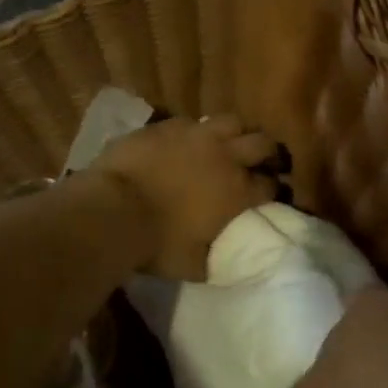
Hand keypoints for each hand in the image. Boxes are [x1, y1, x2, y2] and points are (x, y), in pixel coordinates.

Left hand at [91, 113, 278, 280]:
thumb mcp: (194, 266)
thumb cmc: (157, 244)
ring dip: (236, 133)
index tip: (270, 195)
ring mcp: (197, 136)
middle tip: (260, 162)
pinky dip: (196, 131)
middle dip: (267, 153)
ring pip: (232, 121)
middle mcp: (226, 158)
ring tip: (228, 144)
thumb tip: (224, 261)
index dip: (274, 190)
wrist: (113, 210)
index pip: (272, 185)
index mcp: (238, 193)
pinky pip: (192, 121)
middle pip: (263, 144)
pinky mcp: (167, 126)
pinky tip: (187, 141)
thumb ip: (215, 260)